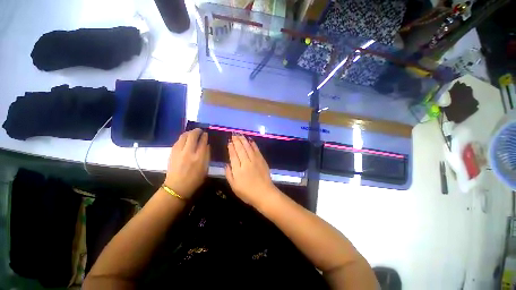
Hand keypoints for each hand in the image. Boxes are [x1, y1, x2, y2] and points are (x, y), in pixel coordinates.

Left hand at [164, 128, 209, 198]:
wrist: (177, 187)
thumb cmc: (195, 179)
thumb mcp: (205, 168)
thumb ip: (207, 155)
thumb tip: (207, 145)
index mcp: (199, 157)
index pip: (202, 142)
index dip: (204, 136)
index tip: (206, 133)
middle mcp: (188, 152)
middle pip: (192, 136)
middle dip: (196, 131)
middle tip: (199, 130)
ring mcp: (178, 152)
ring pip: (183, 136)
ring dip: (189, 132)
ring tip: (192, 132)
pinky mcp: (172, 153)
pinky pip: (178, 141)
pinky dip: (182, 137)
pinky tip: (185, 138)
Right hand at [225, 134, 278, 206]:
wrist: (264, 194)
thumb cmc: (247, 193)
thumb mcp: (234, 186)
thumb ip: (229, 174)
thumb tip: (227, 164)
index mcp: (238, 169)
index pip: (233, 155)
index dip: (231, 147)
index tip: (229, 141)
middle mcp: (246, 162)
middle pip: (240, 149)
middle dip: (236, 141)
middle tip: (234, 134)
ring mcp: (255, 160)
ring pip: (248, 147)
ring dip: (243, 140)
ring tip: (240, 134)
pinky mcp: (262, 160)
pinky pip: (257, 150)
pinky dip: (253, 144)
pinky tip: (250, 140)